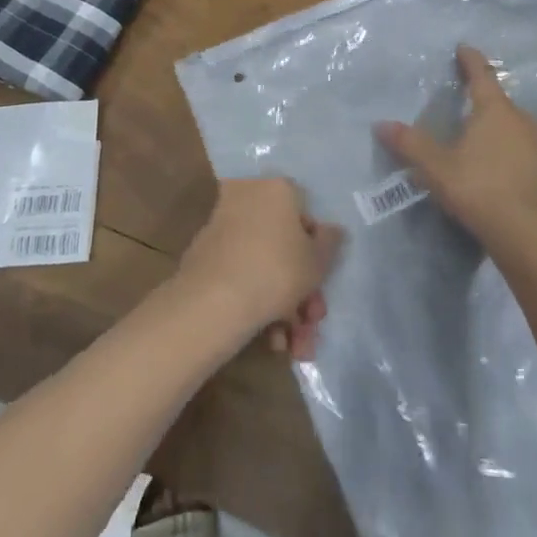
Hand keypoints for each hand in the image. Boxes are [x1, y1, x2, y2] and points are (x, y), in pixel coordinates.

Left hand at [176, 177, 343, 359]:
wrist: (214, 300)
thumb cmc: (277, 270)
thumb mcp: (317, 260)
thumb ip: (329, 242)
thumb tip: (331, 230)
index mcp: (276, 190)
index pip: (304, 214)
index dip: (316, 251)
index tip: (320, 280)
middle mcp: (247, 199)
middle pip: (283, 245)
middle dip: (301, 291)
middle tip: (311, 323)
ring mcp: (223, 228)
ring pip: (263, 265)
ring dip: (284, 308)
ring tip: (294, 347)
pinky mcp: (205, 256)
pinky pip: (241, 274)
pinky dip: (257, 303)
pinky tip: (271, 340)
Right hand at [376, 44, 536, 253]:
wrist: (534, 237)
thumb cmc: (480, 191)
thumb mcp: (437, 169)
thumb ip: (410, 144)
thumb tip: (381, 124)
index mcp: (495, 111)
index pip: (481, 75)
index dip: (470, 60)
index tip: (464, 48)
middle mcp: (525, 120)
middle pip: (501, 106)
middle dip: (485, 109)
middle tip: (467, 121)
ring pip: (521, 131)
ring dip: (505, 136)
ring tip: (488, 155)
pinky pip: (536, 156)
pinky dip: (523, 160)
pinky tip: (512, 180)